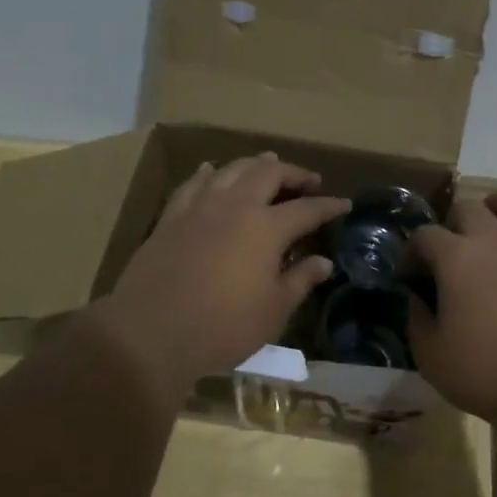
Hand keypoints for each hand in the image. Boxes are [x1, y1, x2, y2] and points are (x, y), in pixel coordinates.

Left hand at [89, 153, 348, 396]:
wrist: (151, 332)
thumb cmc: (223, 327)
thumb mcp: (273, 311)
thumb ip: (300, 280)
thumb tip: (323, 262)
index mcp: (266, 228)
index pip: (307, 209)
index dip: (328, 206)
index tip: (344, 203)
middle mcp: (234, 206)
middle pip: (268, 174)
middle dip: (293, 173)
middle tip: (308, 180)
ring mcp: (199, 208)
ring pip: (230, 170)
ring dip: (254, 165)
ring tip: (267, 164)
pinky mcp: (170, 218)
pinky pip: (193, 184)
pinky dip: (208, 173)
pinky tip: (211, 171)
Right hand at [409, 190, 496, 428]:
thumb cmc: (487, 375)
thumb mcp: (431, 356)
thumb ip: (417, 320)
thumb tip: (416, 297)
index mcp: (457, 259)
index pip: (424, 235)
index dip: (412, 250)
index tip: (410, 272)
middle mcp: (496, 241)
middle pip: (468, 207)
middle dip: (452, 223)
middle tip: (449, 250)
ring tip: (494, 223)